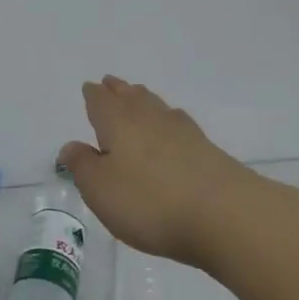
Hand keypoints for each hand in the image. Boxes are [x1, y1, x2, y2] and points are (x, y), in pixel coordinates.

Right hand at [60, 76, 298, 266]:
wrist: (227, 217)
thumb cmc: (150, 201)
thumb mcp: (100, 189)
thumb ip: (83, 165)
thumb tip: (71, 145)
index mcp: (119, 123)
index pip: (101, 102)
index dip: (93, 95)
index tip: (90, 87)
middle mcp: (150, 120)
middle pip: (132, 98)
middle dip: (119, 90)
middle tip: (112, 83)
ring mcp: (184, 134)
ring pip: (158, 108)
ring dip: (144, 100)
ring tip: (138, 96)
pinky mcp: (209, 152)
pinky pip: (180, 126)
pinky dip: (170, 121)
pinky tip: (174, 128)